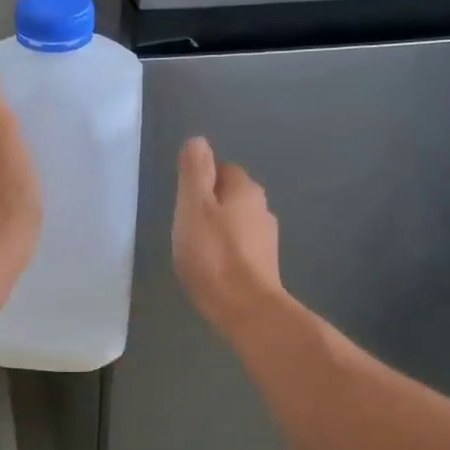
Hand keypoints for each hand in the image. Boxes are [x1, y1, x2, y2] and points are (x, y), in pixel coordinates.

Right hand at [173, 137, 283, 335]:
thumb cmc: (213, 254)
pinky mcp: (264, 267)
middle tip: (183, 224)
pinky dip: (225, 252)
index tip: (182, 200)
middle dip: (208, 205)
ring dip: (217, 230)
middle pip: (230, 196)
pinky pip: (239, 248)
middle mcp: (263, 209)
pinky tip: (210, 268)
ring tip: (194, 248)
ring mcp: (267, 240)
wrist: (245, 309)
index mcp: (246, 190)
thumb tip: (198, 140)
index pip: (222, 169)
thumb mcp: (193, 205)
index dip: (200, 180)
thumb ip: (194, 171)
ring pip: (236, 223)